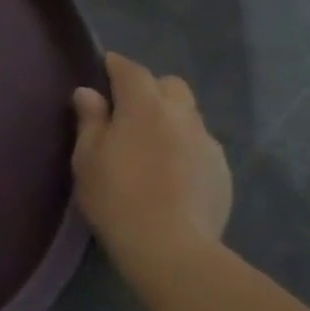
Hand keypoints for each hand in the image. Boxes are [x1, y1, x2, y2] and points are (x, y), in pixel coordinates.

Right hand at [71, 52, 231, 274]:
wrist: (169, 245)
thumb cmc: (116, 197)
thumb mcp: (87, 158)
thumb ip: (90, 121)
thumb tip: (88, 92)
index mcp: (145, 107)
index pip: (131, 71)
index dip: (117, 65)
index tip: (105, 66)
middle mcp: (182, 115)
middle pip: (170, 85)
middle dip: (150, 88)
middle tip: (128, 109)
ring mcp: (207, 142)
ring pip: (189, 115)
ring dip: (170, 117)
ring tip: (150, 142)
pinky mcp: (222, 169)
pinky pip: (200, 144)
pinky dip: (184, 146)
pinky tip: (171, 171)